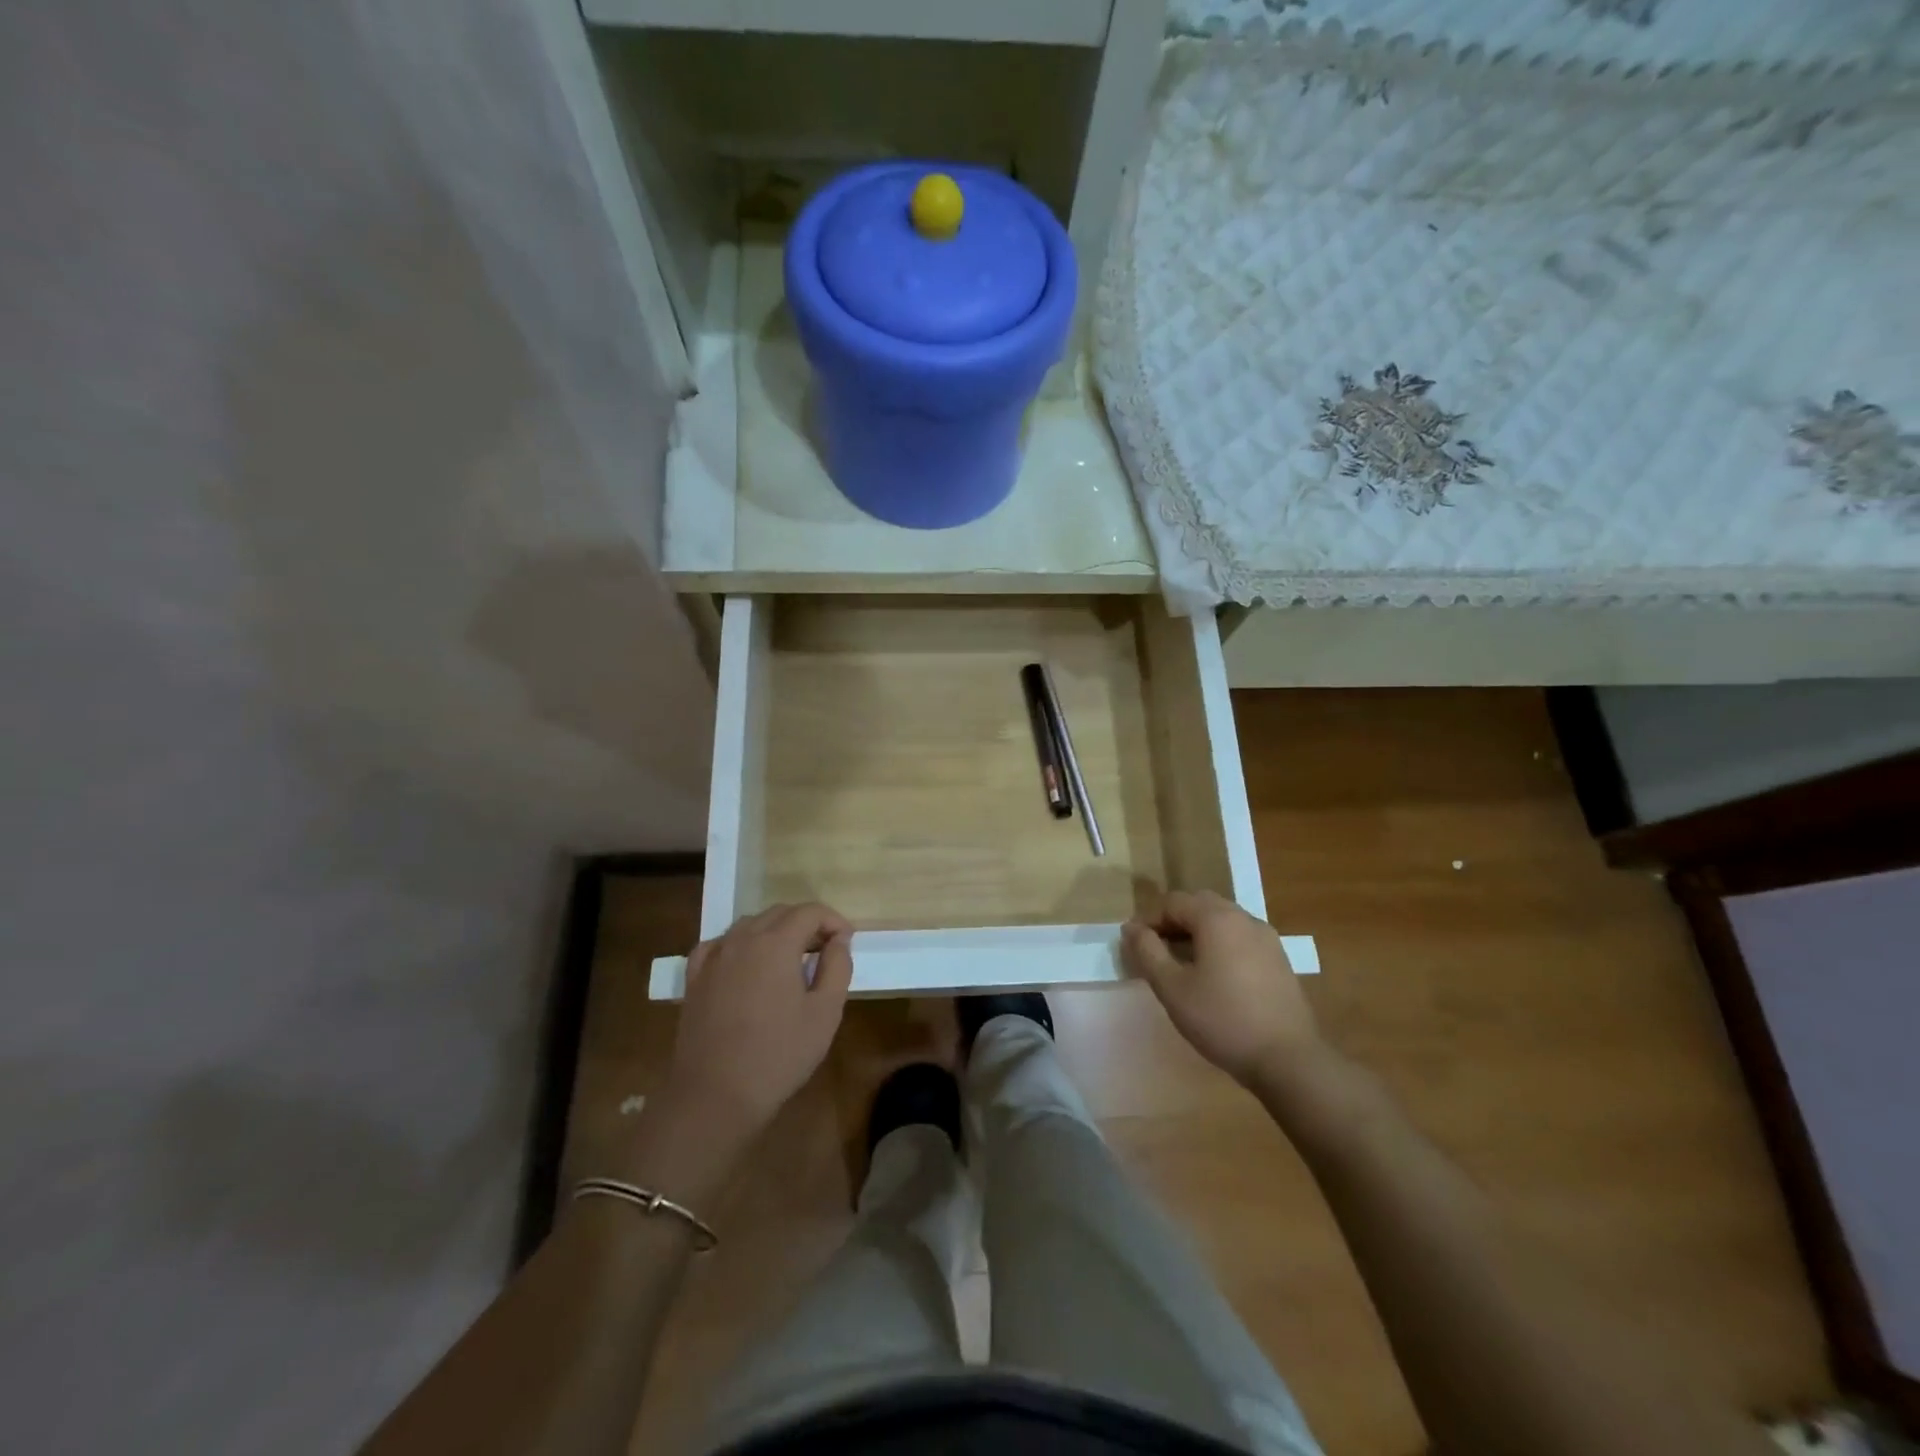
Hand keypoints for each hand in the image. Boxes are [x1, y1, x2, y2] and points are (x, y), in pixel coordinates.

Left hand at [665, 904, 854, 1136]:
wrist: (714, 1095)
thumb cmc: (779, 1054)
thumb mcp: (825, 1012)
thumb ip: (837, 966)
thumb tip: (839, 939)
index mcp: (776, 943)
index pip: (810, 911)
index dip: (833, 920)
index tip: (847, 941)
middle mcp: (742, 939)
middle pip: (779, 913)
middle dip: (806, 923)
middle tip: (824, 950)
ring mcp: (714, 957)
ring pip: (749, 925)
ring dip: (774, 931)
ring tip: (790, 958)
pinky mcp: (694, 979)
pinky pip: (719, 944)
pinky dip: (739, 944)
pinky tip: (745, 964)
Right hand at [1122, 890, 1321, 1087]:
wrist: (1288, 1060)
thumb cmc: (1222, 1020)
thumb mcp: (1172, 988)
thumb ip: (1147, 952)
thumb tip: (1132, 928)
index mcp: (1216, 918)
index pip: (1173, 902)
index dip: (1148, 918)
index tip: (1132, 944)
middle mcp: (1244, 918)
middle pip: (1199, 904)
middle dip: (1173, 921)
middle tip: (1154, 949)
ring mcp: (1266, 938)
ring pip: (1222, 920)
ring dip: (1196, 932)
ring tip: (1180, 962)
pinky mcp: (1279, 959)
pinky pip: (1240, 937)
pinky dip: (1219, 944)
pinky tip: (1213, 975)